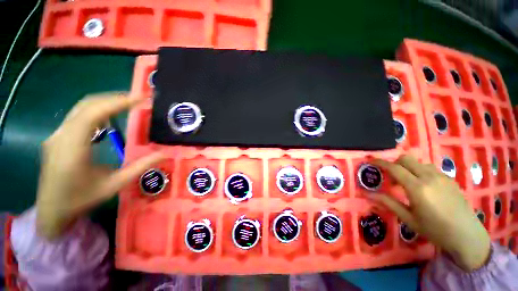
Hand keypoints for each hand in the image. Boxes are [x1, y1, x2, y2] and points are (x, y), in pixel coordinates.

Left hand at [36, 93, 163, 239]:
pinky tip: (109, 116)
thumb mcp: (115, 185)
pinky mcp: (57, 137)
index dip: (118, 102)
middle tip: (139, 99)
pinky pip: (78, 116)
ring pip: (81, 108)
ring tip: (128, 103)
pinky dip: (97, 110)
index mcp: (73, 148)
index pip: (93, 114)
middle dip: (114, 98)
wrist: (51, 211)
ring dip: (106, 102)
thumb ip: (140, 167)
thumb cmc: (81, 200)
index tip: (141, 99)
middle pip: (87, 105)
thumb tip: (164, 154)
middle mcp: (61, 136)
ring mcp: (57, 135)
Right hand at [370, 155, 490, 271]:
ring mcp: (441, 176)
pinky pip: (430, 168)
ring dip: (408, 167)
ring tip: (408, 182)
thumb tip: (366, 193)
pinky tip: (424, 186)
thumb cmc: (435, 229)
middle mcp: (429, 177)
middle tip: (391, 175)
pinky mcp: (449, 179)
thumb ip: (388, 202)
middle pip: (406, 159)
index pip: (394, 168)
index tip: (370, 160)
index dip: (380, 162)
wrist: (466, 235)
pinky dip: (420, 171)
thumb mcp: (408, 218)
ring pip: (418, 162)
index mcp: (417, 188)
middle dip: (394, 163)